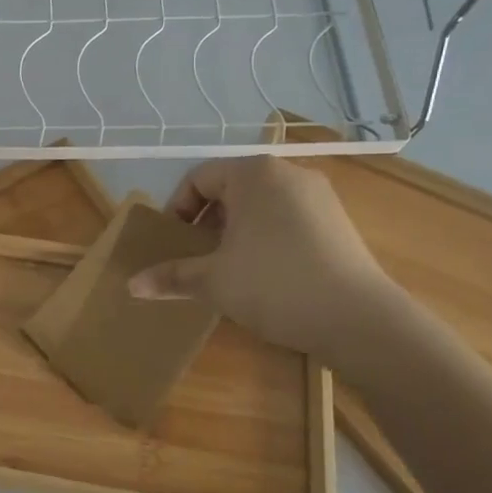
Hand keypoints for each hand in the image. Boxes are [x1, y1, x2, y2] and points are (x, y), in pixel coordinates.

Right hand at [128, 158, 397, 361]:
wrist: (359, 319)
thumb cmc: (274, 285)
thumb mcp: (213, 281)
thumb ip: (171, 276)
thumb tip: (132, 285)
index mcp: (253, 173)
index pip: (199, 178)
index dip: (178, 209)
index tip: (173, 242)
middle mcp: (287, 173)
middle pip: (230, 188)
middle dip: (207, 221)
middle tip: (197, 256)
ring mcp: (318, 196)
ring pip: (260, 204)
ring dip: (235, 230)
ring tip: (228, 267)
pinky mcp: (338, 221)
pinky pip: (287, 217)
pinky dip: (266, 236)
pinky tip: (266, 273)